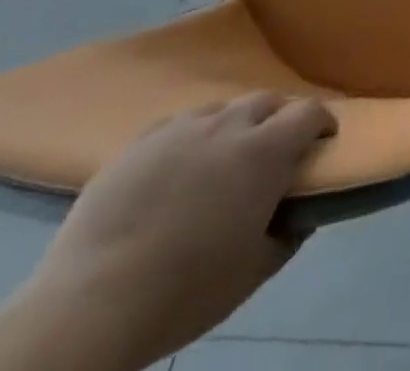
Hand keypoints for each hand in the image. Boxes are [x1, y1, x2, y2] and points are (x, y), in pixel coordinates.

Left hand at [26, 93, 336, 369]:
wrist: (87, 308)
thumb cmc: (183, 292)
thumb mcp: (252, 273)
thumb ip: (288, 235)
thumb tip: (302, 214)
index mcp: (266, 151)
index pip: (310, 112)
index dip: (322, 122)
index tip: (322, 142)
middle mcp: (229, 126)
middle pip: (267, 101)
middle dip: (279, 118)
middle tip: (274, 150)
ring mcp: (181, 129)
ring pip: (222, 109)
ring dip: (234, 125)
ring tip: (223, 156)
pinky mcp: (138, 144)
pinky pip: (177, 124)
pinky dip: (190, 137)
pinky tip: (179, 165)